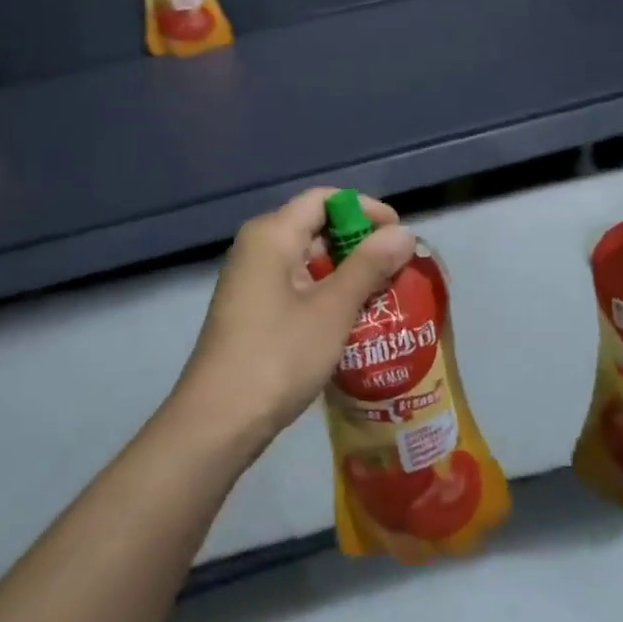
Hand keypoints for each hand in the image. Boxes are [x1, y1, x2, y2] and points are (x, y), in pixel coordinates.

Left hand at [176, 189, 416, 448]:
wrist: (218, 422)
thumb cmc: (278, 355)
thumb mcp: (332, 309)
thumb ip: (369, 265)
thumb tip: (404, 232)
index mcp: (271, 234)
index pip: (324, 199)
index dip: (365, 209)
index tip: (399, 235)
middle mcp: (257, 248)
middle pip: (315, 226)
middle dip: (359, 243)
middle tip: (398, 269)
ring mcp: (252, 280)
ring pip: (307, 259)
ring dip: (346, 272)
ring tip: (385, 294)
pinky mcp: (252, 310)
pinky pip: (296, 285)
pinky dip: (326, 292)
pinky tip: (353, 318)